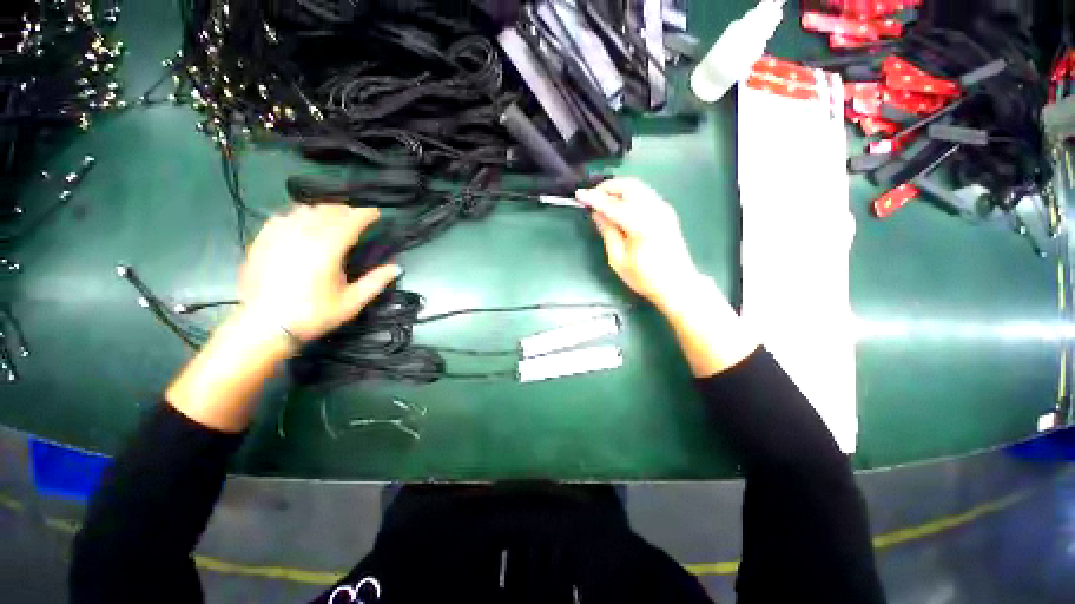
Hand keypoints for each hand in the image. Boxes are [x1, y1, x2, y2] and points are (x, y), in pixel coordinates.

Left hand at [239, 204, 400, 342]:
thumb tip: (396, 267)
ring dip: (323, 211)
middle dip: (346, 211)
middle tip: (358, 217)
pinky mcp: (262, 240)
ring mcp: (278, 235)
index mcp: (327, 249)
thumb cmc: (312, 315)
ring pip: (304, 210)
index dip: (365, 214)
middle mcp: (302, 235)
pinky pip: (283, 217)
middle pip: (327, 211)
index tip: (376, 213)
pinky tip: (302, 223)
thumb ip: (376, 282)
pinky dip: (298, 215)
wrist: (263, 327)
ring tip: (333, 218)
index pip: (350, 221)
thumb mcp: (351, 302)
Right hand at [576, 178, 701, 309]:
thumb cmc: (645, 277)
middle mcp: (654, 210)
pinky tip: (620, 206)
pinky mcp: (666, 212)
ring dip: (618, 189)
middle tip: (592, 197)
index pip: (612, 205)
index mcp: (641, 225)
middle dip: (607, 187)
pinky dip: (629, 194)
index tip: (578, 194)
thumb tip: (597, 213)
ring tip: (603, 201)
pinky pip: (644, 194)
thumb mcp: (618, 260)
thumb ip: (608, 232)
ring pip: (638, 186)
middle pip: (628, 185)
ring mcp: (663, 209)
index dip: (594, 198)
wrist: (677, 284)